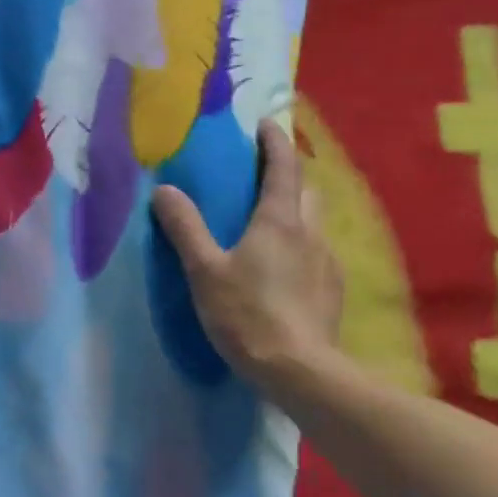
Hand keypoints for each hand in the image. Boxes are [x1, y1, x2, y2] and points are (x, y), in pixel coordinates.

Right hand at [151, 117, 344, 387]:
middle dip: (287, 174)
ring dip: (295, 210)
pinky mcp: (332, 291)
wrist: (300, 371)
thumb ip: (185, 227)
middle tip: (261, 175)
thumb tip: (165, 189)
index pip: (283, 166)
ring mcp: (327, 262)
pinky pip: (317, 251)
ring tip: (268, 222)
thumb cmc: (247, 313)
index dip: (274, 142)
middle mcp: (310, 233)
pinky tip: (282, 267)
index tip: (264, 124)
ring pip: (314, 221)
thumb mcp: (205, 270)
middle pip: (306, 190)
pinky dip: (300, 243)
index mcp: (279, 220)